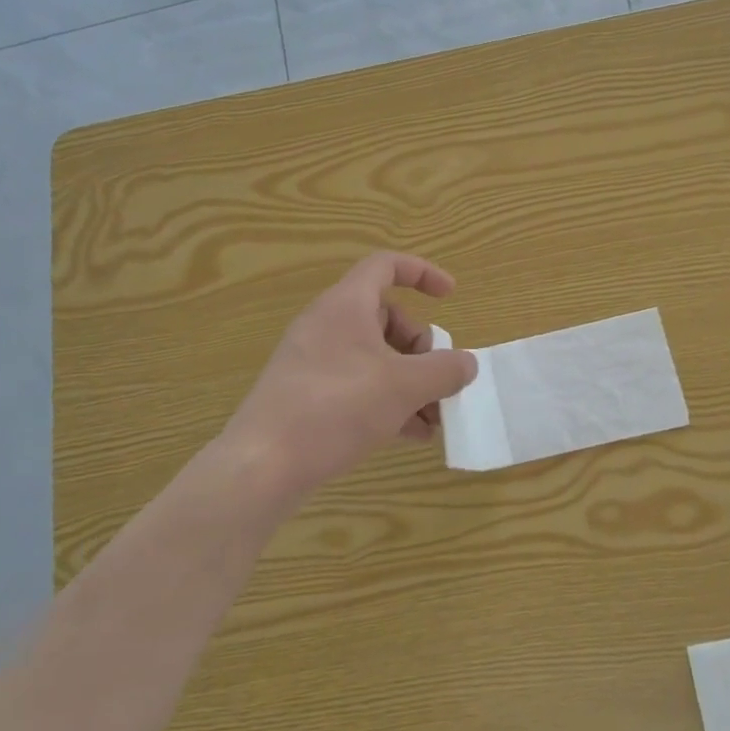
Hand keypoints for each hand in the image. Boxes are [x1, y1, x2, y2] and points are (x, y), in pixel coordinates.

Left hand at [222, 252, 477, 500]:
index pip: (385, 266)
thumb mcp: (403, 387)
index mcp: (346, 305)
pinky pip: (357, 385)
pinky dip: (387, 402)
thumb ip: (443, 370)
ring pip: (375, 358)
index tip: (450, 296)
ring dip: (410, 383)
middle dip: (422, 349)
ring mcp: (314, 361)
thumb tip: (466, 364)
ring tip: (434, 420)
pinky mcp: (307, 395)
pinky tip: (412, 435)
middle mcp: (327, 325)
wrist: (263, 464)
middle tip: (439, 382)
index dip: (422, 273)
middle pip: (388, 319)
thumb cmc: (337, 408)